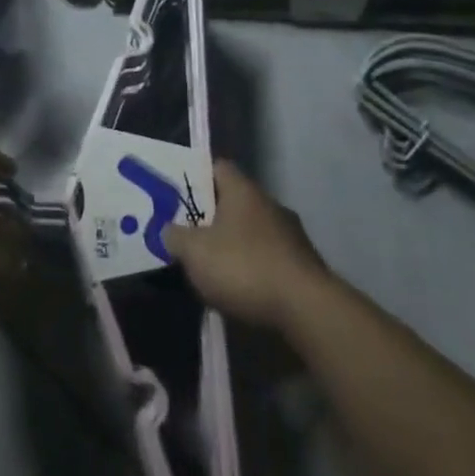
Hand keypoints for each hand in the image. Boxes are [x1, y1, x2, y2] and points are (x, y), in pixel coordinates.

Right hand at [165, 161, 330, 330]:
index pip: (218, 167)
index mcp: (243, 190)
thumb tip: (168, 229)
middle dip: (212, 216)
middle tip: (188, 233)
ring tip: (211, 266)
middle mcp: (269, 204)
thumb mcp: (195, 252)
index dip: (196, 177)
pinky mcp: (303, 264)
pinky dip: (253, 267)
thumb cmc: (244, 267)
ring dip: (234, 244)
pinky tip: (240, 288)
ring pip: (252, 230)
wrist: (306, 308)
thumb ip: (175, 237)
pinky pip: (268, 257)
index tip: (178, 194)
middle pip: (234, 200)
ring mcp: (291, 234)